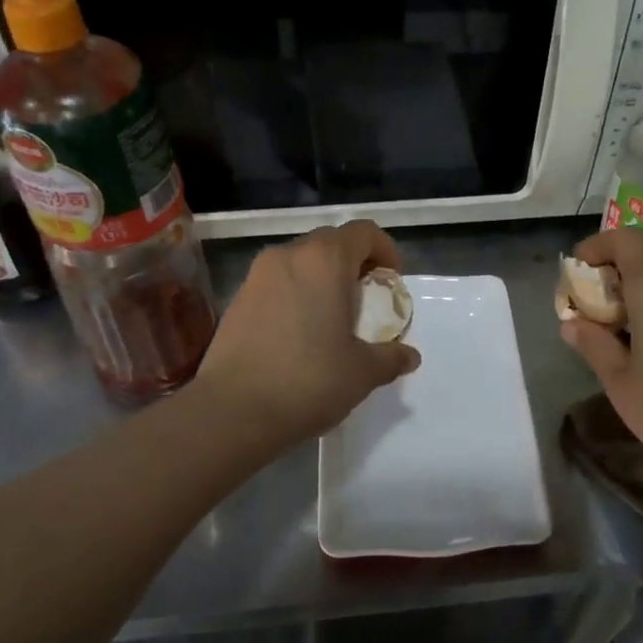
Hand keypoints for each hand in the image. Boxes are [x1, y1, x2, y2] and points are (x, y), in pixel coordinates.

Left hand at [195, 220, 420, 449]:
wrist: (232, 411)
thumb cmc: (308, 381)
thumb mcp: (362, 372)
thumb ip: (391, 357)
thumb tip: (409, 356)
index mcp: (324, 260)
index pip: (364, 232)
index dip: (385, 250)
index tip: (391, 282)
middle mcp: (288, 255)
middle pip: (331, 241)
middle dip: (354, 263)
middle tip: (366, 299)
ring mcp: (257, 276)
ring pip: (300, 261)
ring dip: (322, 279)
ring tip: (333, 318)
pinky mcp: (237, 299)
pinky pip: (277, 283)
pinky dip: (295, 294)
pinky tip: (300, 334)